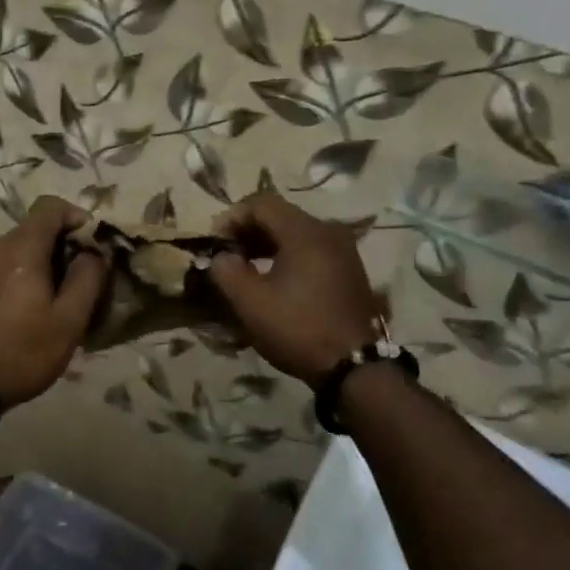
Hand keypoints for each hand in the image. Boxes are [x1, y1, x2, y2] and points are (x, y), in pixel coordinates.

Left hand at [0, 196, 107, 408]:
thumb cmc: (22, 352)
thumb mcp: (68, 321)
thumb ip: (87, 279)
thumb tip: (94, 252)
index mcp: (20, 248)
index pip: (50, 206)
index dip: (76, 217)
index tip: (92, 244)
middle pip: (33, 229)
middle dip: (60, 245)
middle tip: (78, 280)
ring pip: (15, 249)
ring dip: (38, 263)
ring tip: (52, 299)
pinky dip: (17, 275)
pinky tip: (23, 308)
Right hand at [208, 192, 385, 386]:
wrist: (355, 366)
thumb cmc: (298, 328)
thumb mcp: (250, 302)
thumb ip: (226, 270)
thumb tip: (220, 256)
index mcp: (305, 232)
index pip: (261, 203)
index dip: (232, 216)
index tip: (214, 241)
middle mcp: (328, 231)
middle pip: (280, 215)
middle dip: (247, 230)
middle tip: (226, 253)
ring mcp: (343, 251)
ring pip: (296, 233)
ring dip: (266, 243)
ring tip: (244, 267)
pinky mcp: (348, 270)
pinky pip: (310, 249)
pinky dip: (286, 255)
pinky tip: (272, 279)